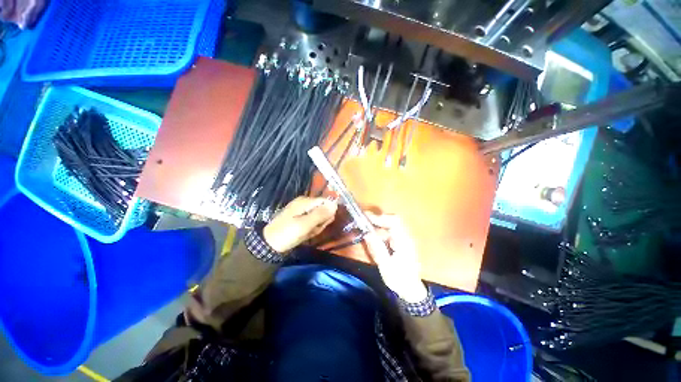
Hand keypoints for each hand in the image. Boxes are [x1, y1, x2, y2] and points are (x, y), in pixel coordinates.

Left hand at [263, 197, 337, 252]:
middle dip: (321, 222)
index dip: (327, 213)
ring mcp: (302, 210)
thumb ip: (320, 214)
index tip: (323, 224)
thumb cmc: (287, 233)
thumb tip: (335, 204)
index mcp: (305, 201)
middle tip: (312, 230)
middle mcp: (305, 203)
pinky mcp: (301, 217)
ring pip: (319, 217)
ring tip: (307, 233)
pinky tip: (305, 234)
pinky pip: (313, 222)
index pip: (325, 202)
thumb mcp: (305, 225)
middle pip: (323, 210)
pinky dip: (311, 229)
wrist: (270, 244)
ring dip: (316, 226)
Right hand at [363, 212, 427, 302]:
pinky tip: (374, 235)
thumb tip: (366, 233)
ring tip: (366, 226)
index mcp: (404, 242)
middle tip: (365, 221)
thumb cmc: (399, 280)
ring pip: (392, 224)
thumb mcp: (386, 267)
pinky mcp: (401, 242)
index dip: (380, 218)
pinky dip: (381, 229)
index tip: (367, 218)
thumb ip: (377, 249)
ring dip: (379, 223)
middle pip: (393, 220)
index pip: (394, 221)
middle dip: (378, 219)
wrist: (412, 290)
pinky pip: (391, 231)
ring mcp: (404, 239)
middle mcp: (405, 237)